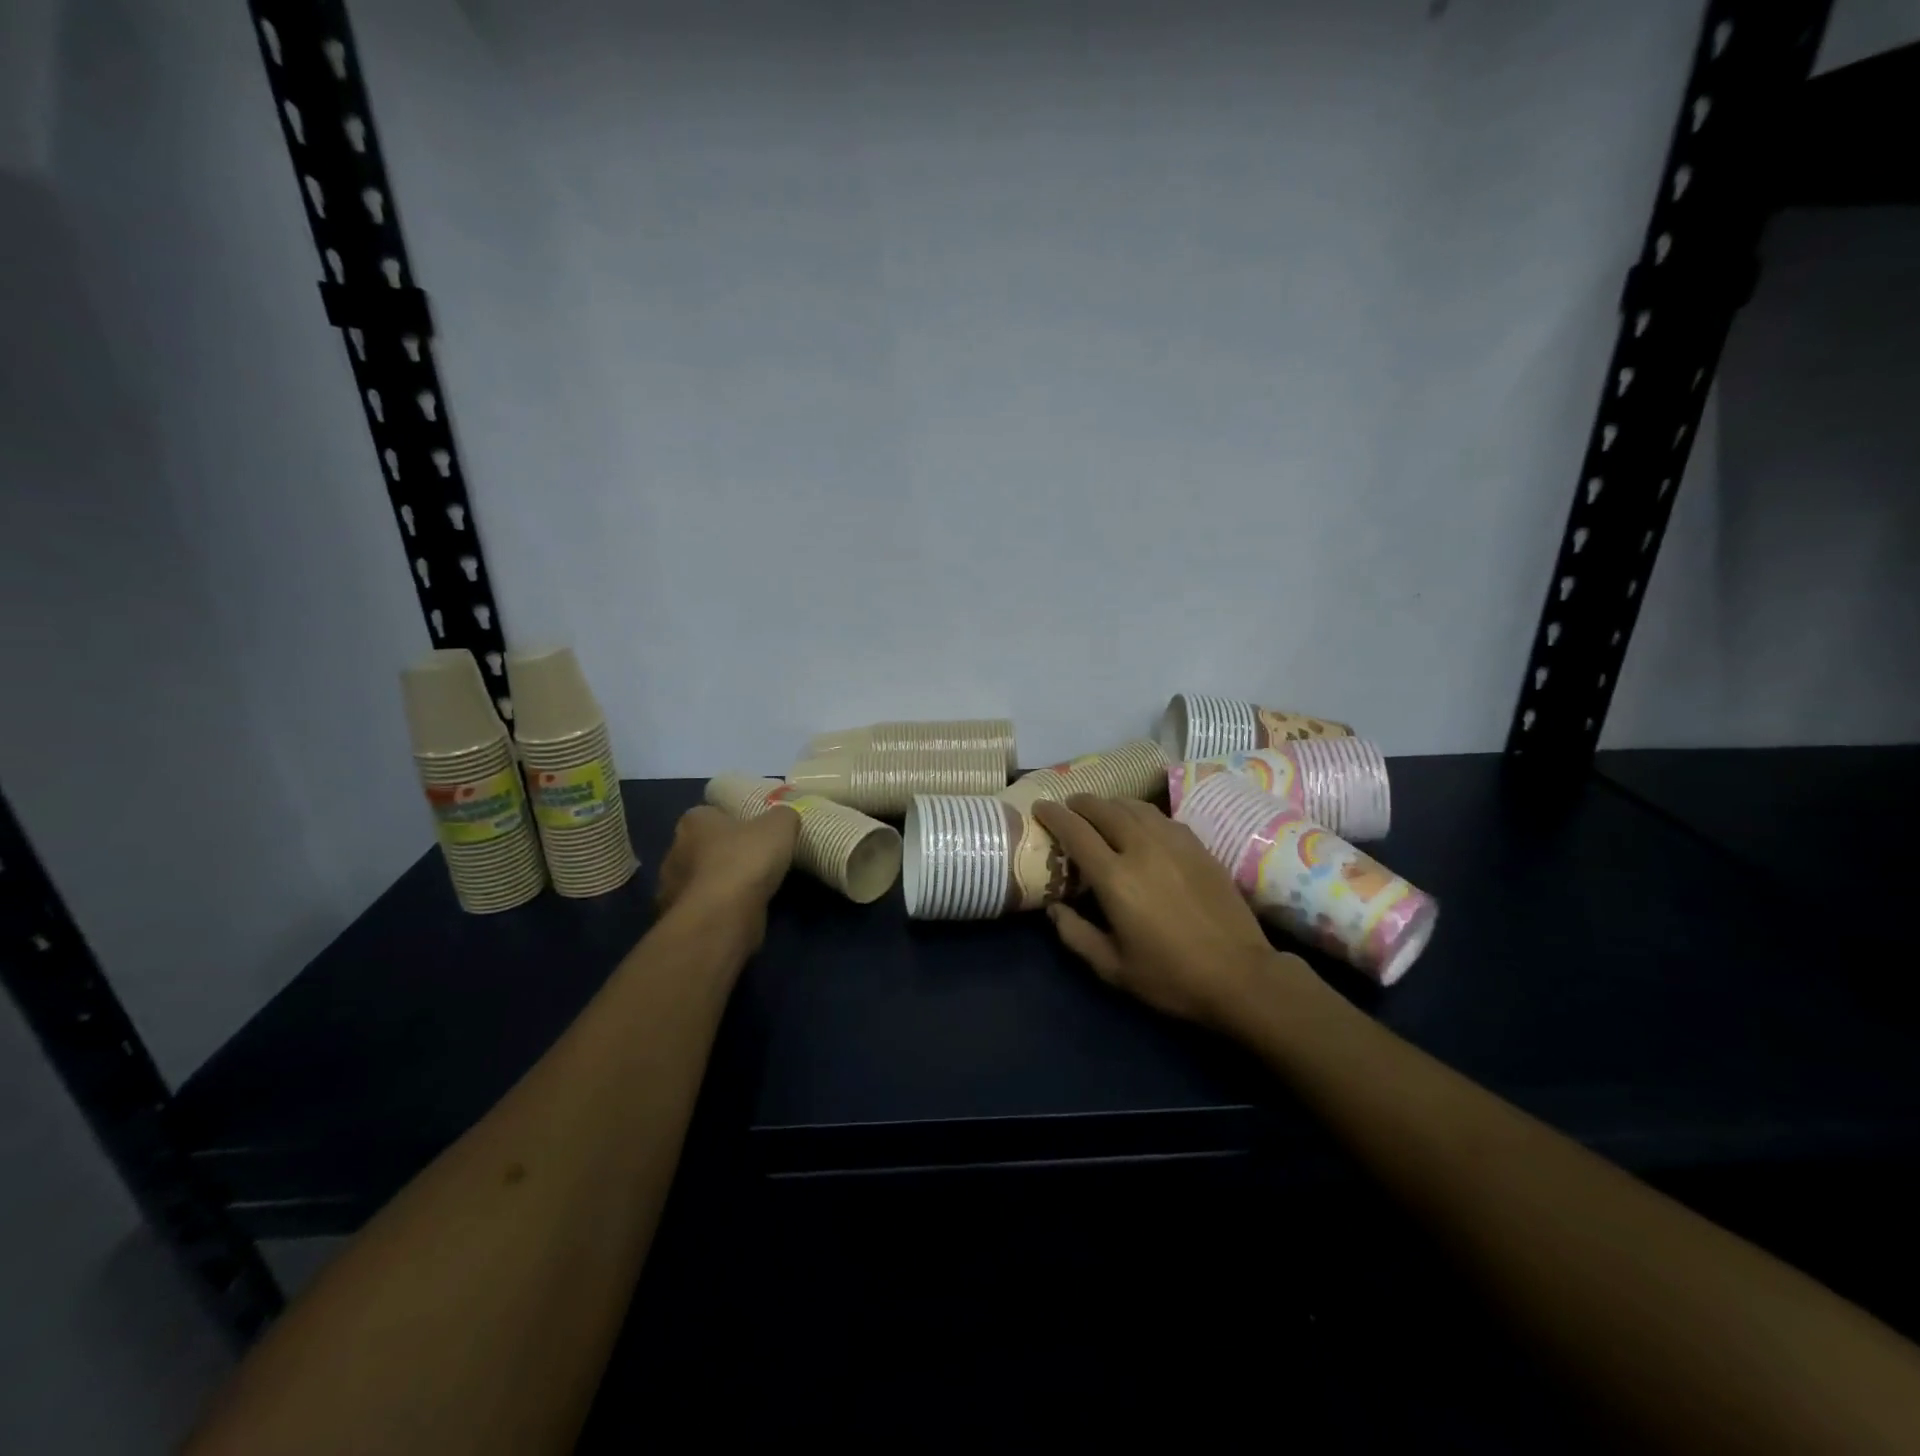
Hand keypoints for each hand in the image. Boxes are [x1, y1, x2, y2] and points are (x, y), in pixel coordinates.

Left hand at [655, 804, 799, 949]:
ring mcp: (672, 887)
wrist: (723, 915)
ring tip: (751, 889)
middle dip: (723, 852)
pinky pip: (702, 906)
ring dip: (719, 882)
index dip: (732, 820)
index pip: (710, 814)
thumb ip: (782, 816)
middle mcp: (675, 850)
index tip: (753, 831)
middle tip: (754, 859)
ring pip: (700, 878)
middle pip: (702, 846)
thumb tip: (783, 818)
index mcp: (694, 821)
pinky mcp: (678, 917)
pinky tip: (740, 911)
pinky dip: (718, 907)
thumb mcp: (779, 826)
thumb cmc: (746, 859)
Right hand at [1033, 795, 1297, 1031]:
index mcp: (1115, 878)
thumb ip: (1075, 935)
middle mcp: (1142, 849)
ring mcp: (1174, 843)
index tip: (1040, 807)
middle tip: (1069, 806)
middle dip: (1081, 803)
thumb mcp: (1112, 967)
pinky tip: (1141, 824)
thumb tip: (1054, 909)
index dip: (1054, 815)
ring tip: (1101, 809)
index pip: (1076, 831)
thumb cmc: (1170, 976)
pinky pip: (1162, 817)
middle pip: (1105, 809)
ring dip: (1112, 803)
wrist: (1240, 975)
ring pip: (1135, 807)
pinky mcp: (1199, 846)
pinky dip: (1141, 813)